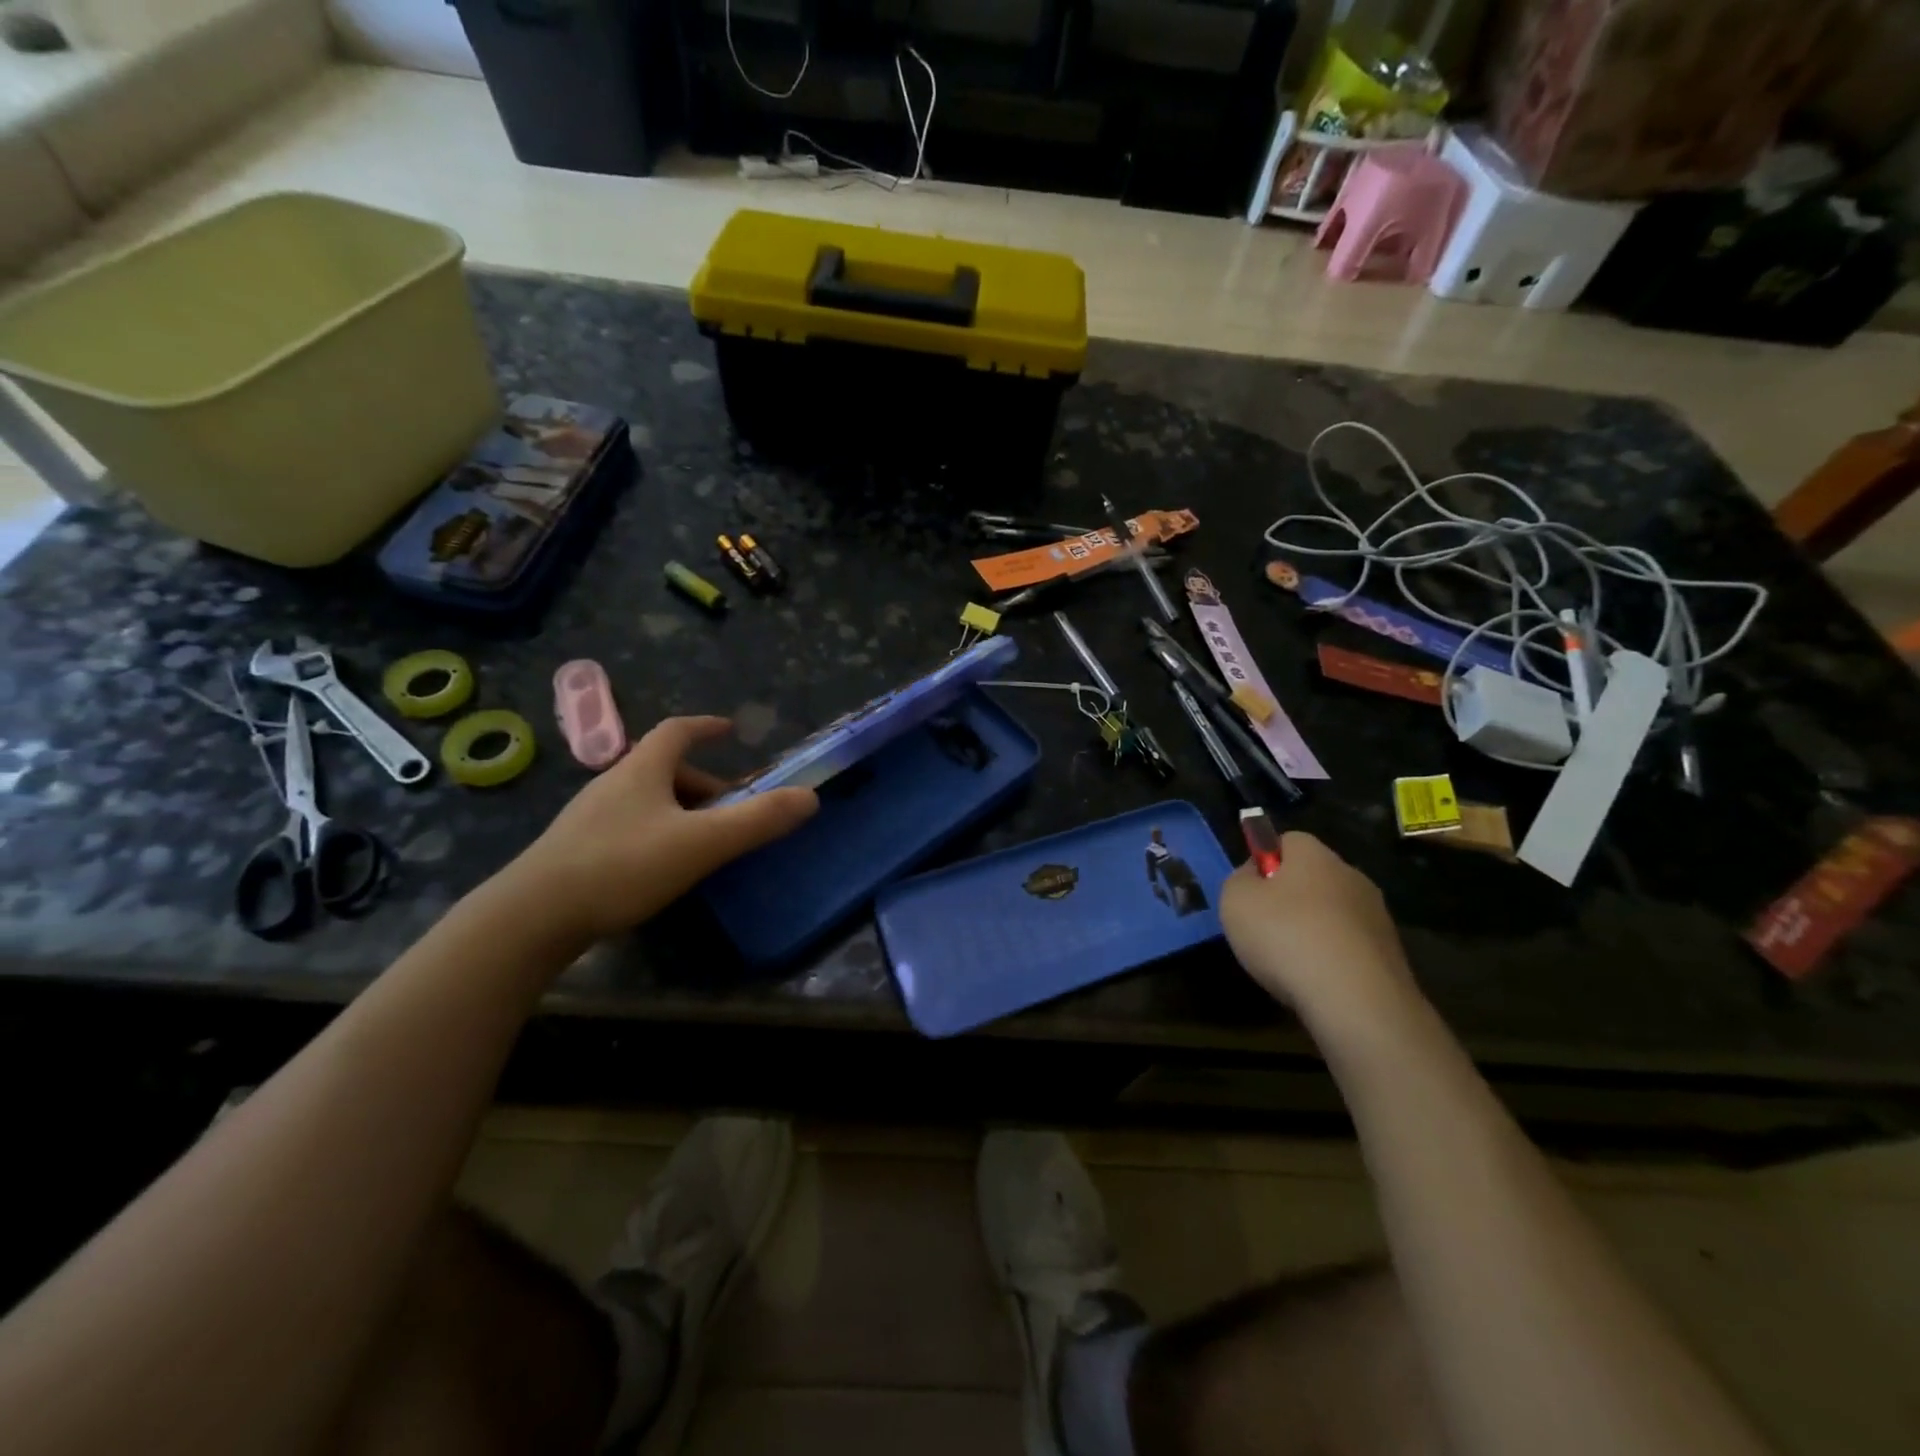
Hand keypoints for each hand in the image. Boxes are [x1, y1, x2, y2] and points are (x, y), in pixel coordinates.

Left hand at [499, 716, 817, 941]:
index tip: (730, 730)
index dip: (706, 726)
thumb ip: (757, 820)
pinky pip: (629, 827)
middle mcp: (613, 784)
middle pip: (665, 769)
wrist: (532, 917)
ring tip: (705, 843)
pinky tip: (664, 867)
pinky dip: (658, 833)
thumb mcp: (701, 843)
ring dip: (682, 811)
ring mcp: (590, 817)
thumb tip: (811, 797)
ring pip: (647, 800)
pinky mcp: (576, 850)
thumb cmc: (622, 866)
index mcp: (641, 770)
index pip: (677, 731)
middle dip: (704, 783)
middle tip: (732, 809)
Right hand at [1218, 832, 1416, 1027]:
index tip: (1249, 893)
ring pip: (1331, 914)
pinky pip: (1349, 947)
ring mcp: (1376, 915)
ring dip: (1312, 931)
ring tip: (1288, 964)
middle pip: (1311, 878)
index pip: (1286, 841)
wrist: (1357, 1000)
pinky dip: (1331, 960)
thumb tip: (1255, 877)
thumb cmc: (1286, 936)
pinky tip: (1315, 982)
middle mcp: (1351, 875)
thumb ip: (1239, 880)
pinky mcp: (1391, 954)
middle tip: (1263, 929)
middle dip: (1289, 899)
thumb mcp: (1235, 900)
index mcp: (1314, 854)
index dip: (1263, 862)